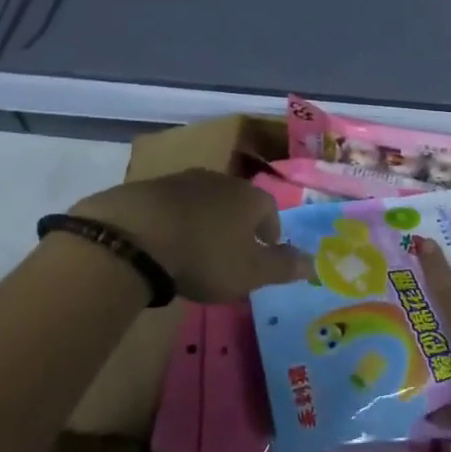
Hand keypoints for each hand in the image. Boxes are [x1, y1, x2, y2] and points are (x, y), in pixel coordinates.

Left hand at [72, 169, 310, 301]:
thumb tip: (314, 262)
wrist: (136, 235)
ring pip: (205, 201)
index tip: (266, 250)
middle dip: (238, 224)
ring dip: (206, 220)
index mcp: (250, 197)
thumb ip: (283, 267)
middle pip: (237, 201)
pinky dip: (176, 221)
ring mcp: (183, 180)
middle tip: (232, 252)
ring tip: (198, 249)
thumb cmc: (205, 256)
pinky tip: (167, 242)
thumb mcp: (251, 271)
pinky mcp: (150, 188)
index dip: (271, 230)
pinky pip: (173, 205)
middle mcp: (221, 180)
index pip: (270, 209)